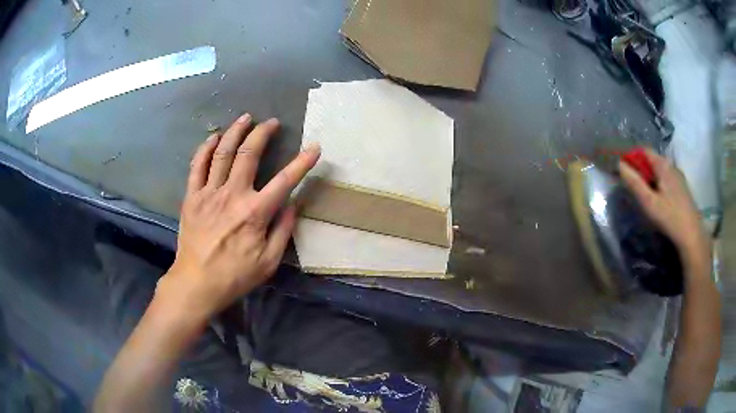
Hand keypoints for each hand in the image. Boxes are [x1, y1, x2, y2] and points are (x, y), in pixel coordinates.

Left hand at [158, 113, 319, 320]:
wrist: (196, 283)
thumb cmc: (235, 276)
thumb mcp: (269, 262)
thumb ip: (283, 231)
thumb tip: (292, 205)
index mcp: (255, 212)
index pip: (285, 181)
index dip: (302, 162)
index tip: (314, 148)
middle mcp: (233, 195)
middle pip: (249, 154)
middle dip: (263, 133)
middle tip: (272, 122)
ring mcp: (209, 193)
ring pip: (223, 153)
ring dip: (235, 132)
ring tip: (245, 118)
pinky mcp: (192, 196)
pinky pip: (197, 166)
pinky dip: (206, 148)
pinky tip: (214, 137)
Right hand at [619, 148, 709, 268]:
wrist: (692, 236)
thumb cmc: (670, 218)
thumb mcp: (649, 202)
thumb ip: (634, 182)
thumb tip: (618, 164)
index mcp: (663, 165)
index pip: (644, 151)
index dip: (632, 158)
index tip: (624, 172)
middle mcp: (672, 166)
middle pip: (652, 161)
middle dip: (641, 170)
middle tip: (633, 188)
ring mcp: (679, 177)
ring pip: (660, 171)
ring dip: (650, 178)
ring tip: (645, 197)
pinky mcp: (682, 188)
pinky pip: (667, 179)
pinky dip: (659, 185)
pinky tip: (658, 201)